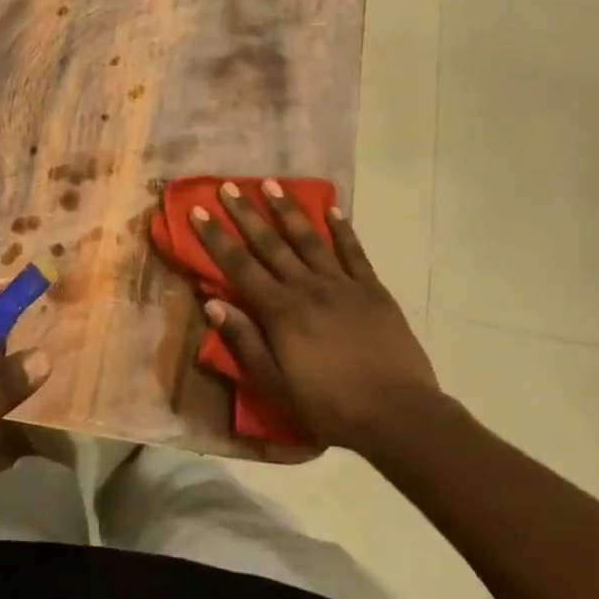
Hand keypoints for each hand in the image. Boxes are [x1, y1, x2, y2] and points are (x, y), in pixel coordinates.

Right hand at [192, 181, 439, 452]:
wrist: (399, 414)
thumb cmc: (330, 406)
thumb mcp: (277, 384)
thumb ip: (245, 342)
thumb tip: (212, 304)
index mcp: (280, 311)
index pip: (239, 266)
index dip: (216, 237)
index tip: (198, 210)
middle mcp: (307, 287)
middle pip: (270, 243)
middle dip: (246, 213)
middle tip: (228, 185)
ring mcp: (342, 284)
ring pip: (309, 239)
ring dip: (288, 210)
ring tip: (272, 183)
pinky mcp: (372, 289)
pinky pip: (353, 252)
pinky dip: (342, 230)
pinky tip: (333, 210)